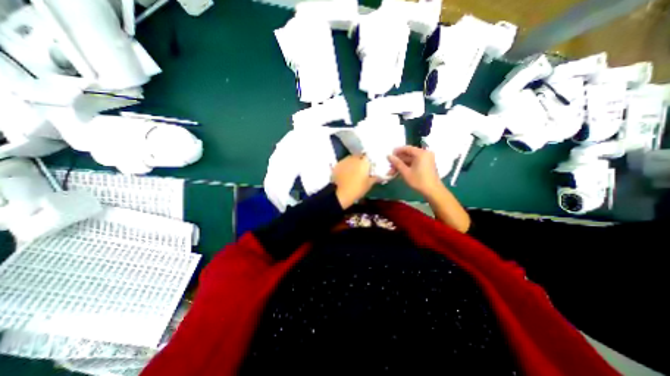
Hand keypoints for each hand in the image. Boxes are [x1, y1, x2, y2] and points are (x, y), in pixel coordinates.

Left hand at [333, 154, 378, 209]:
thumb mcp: (369, 184)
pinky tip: (345, 173)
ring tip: (353, 171)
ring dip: (353, 163)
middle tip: (362, 169)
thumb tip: (380, 175)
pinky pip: (344, 163)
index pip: (369, 157)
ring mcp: (345, 160)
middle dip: (361, 161)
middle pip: (359, 156)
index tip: (370, 166)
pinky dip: (346, 166)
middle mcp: (354, 158)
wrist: (340, 194)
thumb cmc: (357, 189)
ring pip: (351, 159)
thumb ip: (375, 177)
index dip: (369, 161)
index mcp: (364, 162)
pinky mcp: (337, 164)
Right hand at [391, 145, 442, 195]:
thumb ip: (396, 163)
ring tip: (392, 171)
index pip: (406, 148)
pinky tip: (399, 172)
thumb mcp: (405, 172)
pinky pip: (415, 162)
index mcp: (421, 153)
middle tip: (390, 166)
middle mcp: (425, 153)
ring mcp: (426, 159)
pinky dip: (407, 166)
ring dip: (401, 165)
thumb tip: (388, 156)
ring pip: (411, 159)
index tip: (389, 156)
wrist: (433, 191)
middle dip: (398, 160)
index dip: (397, 151)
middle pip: (408, 154)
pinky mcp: (426, 164)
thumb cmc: (418, 180)